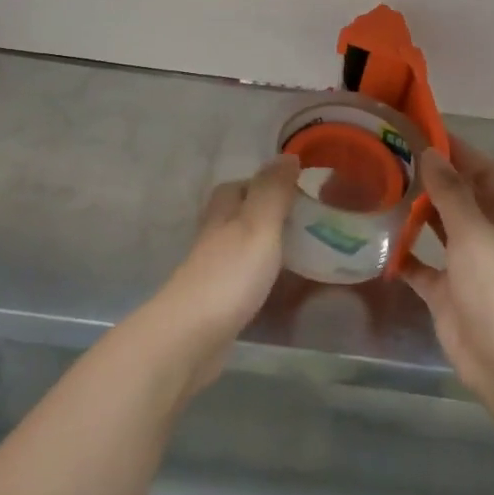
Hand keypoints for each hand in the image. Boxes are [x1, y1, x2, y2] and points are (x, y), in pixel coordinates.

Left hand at [145, 155, 298, 393]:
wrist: (190, 338)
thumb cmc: (229, 275)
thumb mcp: (258, 224)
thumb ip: (273, 192)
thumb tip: (287, 156)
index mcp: (223, 214)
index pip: (237, 186)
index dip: (262, 183)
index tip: (294, 189)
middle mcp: (213, 238)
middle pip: (237, 217)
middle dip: (265, 215)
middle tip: (304, 222)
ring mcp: (212, 273)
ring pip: (239, 249)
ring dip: (263, 247)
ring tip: (299, 253)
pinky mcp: (216, 305)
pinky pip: (242, 281)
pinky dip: (260, 278)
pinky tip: (278, 288)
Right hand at [405, 138, 493, 397]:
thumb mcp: (474, 231)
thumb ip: (451, 192)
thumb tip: (430, 152)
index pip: (483, 171)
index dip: (459, 151)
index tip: (424, 133)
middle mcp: (488, 236)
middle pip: (459, 198)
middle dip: (432, 180)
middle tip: (392, 159)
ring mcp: (467, 265)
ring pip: (439, 230)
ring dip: (416, 213)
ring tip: (382, 190)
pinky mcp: (447, 293)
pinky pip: (421, 267)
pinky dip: (403, 256)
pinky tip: (377, 241)